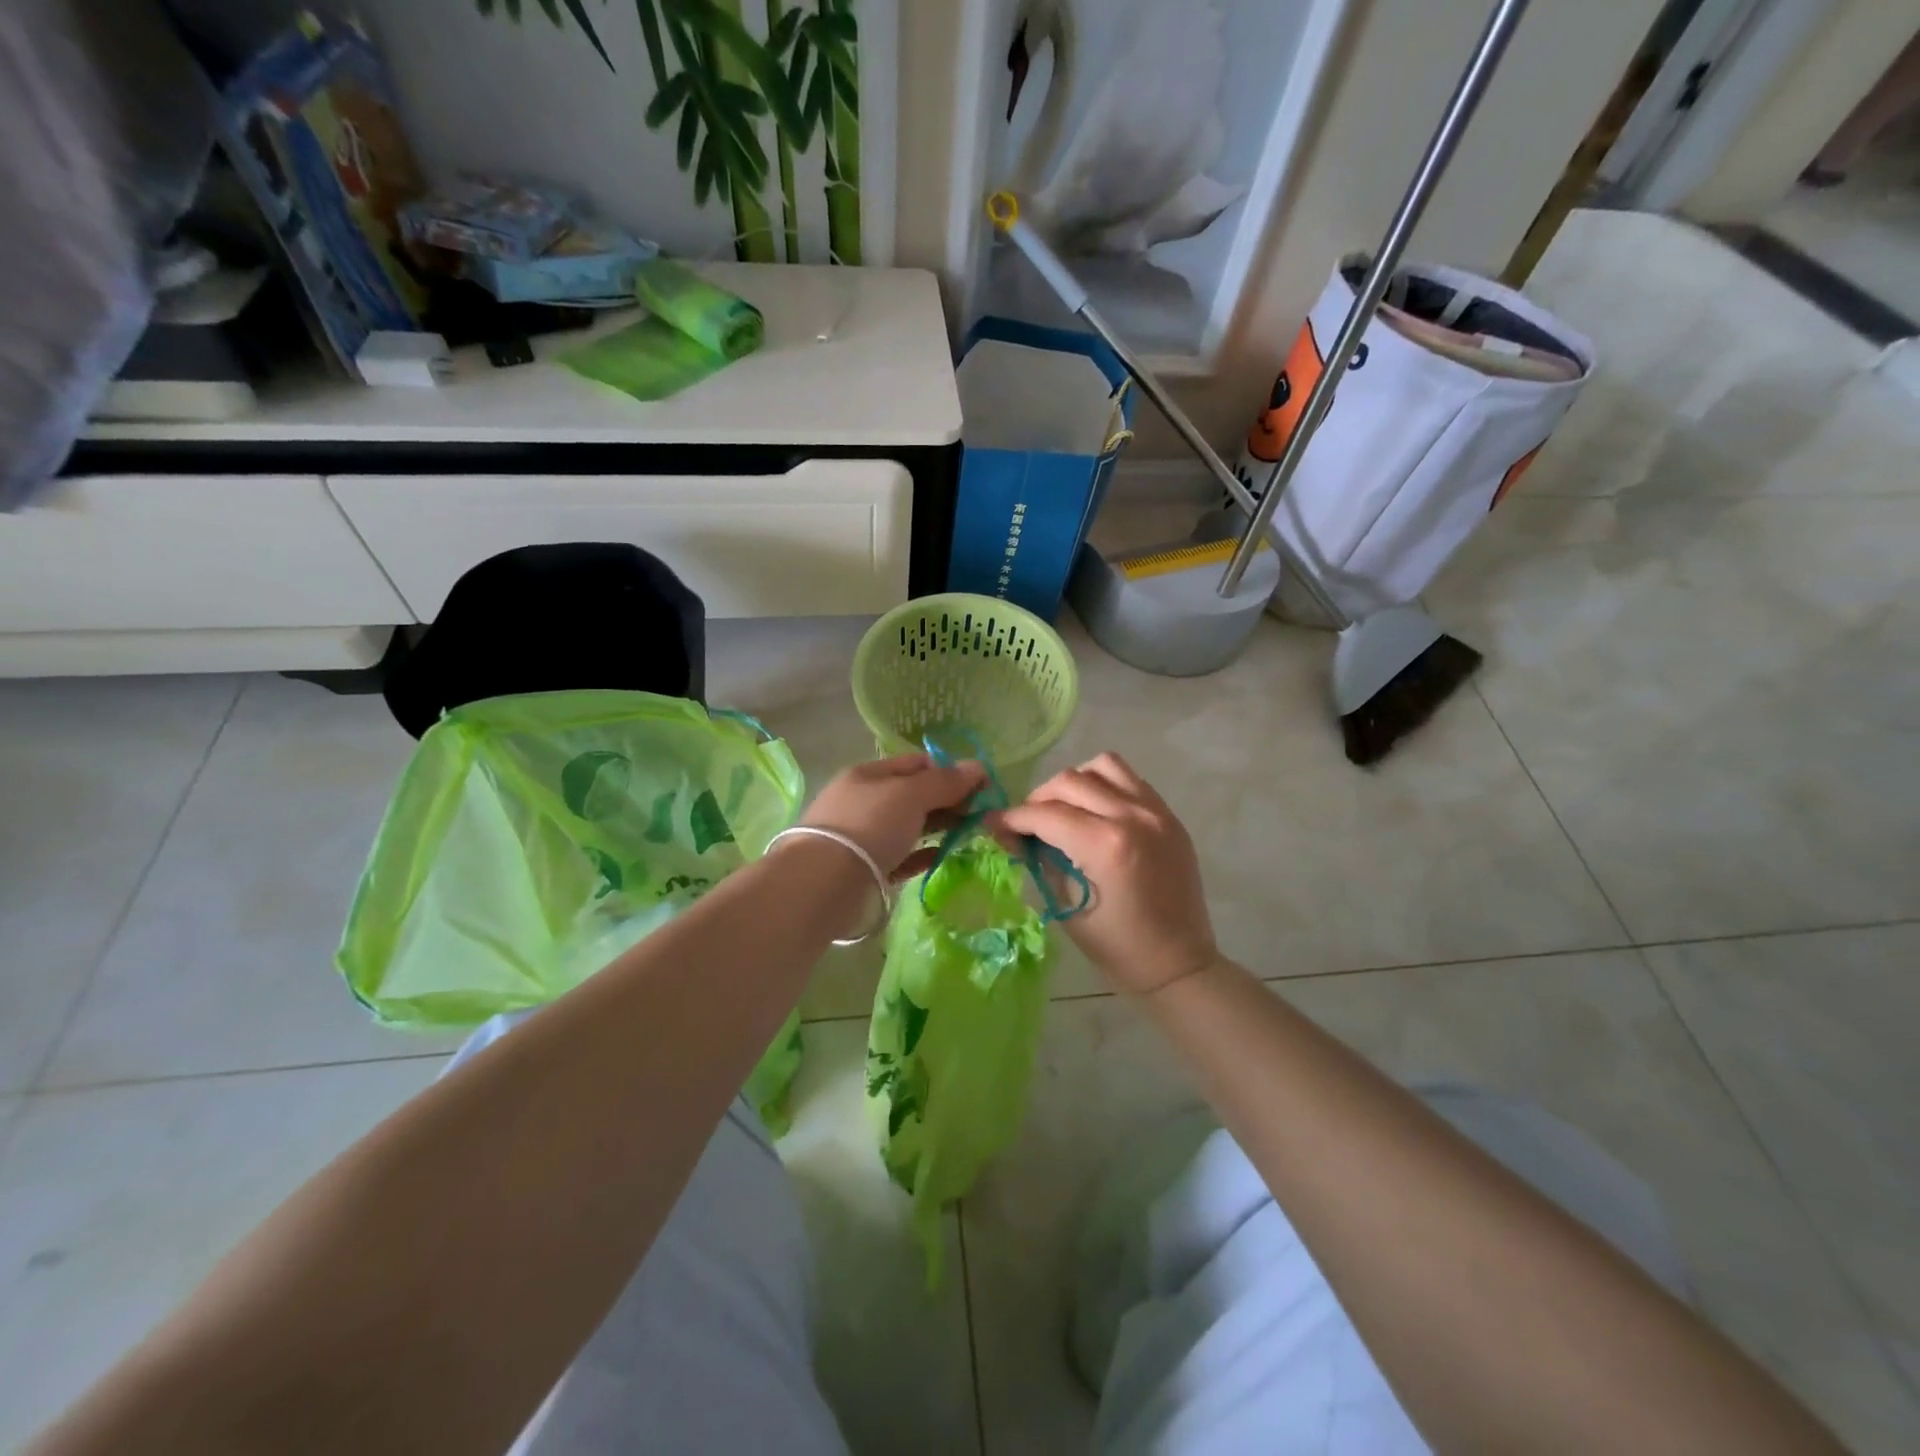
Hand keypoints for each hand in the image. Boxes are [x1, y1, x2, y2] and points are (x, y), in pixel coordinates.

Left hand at [798, 753, 987, 880]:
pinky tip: (945, 854)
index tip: (980, 785)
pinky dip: (924, 854)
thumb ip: (945, 782)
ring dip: (939, 826)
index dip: (948, 770)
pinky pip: (903, 856)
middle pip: (913, 795)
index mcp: (868, 775)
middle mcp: (864, 802)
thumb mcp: (910, 794)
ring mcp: (864, 837)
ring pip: (909, 826)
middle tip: (982, 811)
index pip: (915, 764)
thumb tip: (978, 766)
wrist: (826, 883)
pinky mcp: (868, 869)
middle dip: (947, 800)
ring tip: (971, 832)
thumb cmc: (869, 825)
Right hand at [992, 753, 1217, 994]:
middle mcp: (1132, 816)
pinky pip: (1130, 780)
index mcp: (1105, 845)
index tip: (993, 824)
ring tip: (1065, 809)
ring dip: (1075, 782)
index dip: (1012, 818)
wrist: (1179, 963)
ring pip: (1102, 766)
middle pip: (1069, 781)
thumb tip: (1010, 833)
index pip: (1045, 814)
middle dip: (1038, 799)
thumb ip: (1040, 860)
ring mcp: (1156, 811)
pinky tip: (1095, 813)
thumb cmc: (1118, 947)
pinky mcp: (1169, 815)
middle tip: (1027, 824)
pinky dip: (1105, 786)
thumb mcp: (1066, 906)